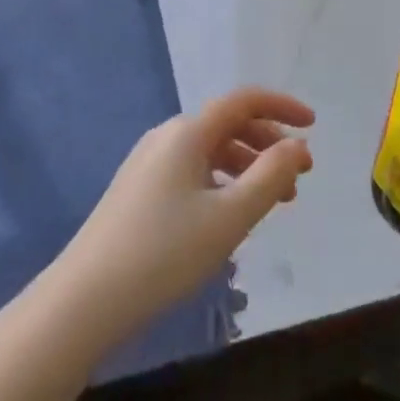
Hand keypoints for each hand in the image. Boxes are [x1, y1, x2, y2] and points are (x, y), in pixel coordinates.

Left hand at [55, 88, 313, 334]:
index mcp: (188, 132)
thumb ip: (271, 177)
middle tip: (300, 178)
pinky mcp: (139, 190)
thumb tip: (298, 146)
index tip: (314, 126)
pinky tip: (232, 215)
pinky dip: (223, 182)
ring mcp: (149, 163)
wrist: (85, 299)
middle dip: (269, 145)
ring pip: (211, 151)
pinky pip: (193, 171)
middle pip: (229, 125)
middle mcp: (168, 137)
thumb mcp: (230, 217)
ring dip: (248, 167)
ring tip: (275, 203)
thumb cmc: (165, 253)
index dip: (282, 107)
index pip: (244, 101)